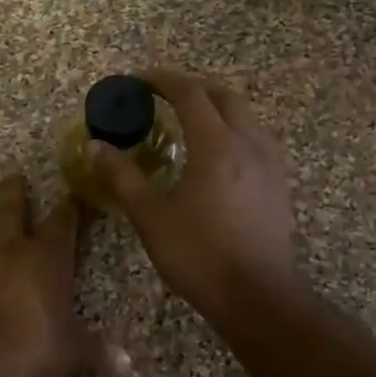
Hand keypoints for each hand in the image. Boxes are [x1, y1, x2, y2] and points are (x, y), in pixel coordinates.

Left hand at [0, 174, 127, 376]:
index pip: (62, 223)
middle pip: (11, 209)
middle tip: (13, 176)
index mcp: (47, 258)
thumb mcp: (73, 353)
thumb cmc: (35, 349)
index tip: (71, 196)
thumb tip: (127, 365)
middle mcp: (10, 249)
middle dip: (14, 191)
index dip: (68, 209)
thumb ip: (97, 353)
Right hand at [86, 69, 299, 323]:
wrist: (258, 297)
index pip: (190, 93)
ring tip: (190, 119)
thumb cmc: (199, 254)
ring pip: (245, 115)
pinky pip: (256, 138)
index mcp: (216, 144)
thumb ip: (122, 176)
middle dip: (192, 87)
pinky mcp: (279, 184)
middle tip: (164, 94)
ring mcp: (270, 163)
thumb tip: (96, 147)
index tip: (139, 80)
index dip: (163, 80)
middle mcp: (248, 143)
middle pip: (223, 96)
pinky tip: (219, 153)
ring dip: (216, 106)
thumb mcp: (150, 216)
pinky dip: (233, 129)